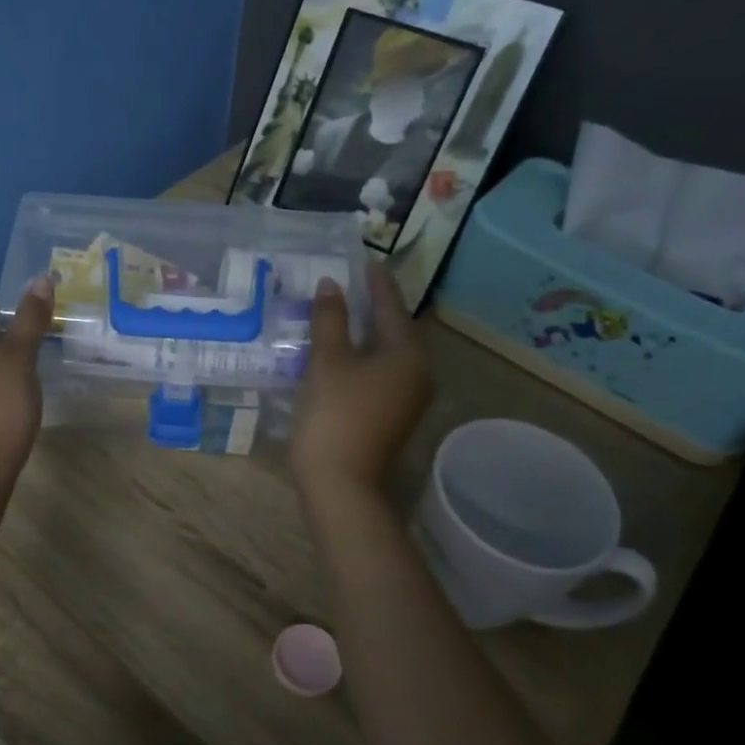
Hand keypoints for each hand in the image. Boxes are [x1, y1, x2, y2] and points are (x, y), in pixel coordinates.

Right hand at [291, 264, 433, 491]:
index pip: (392, 307)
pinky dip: (364, 356)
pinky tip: (343, 352)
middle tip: (353, 284)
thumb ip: (330, 320)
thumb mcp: (327, 362)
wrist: (340, 483)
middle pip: (395, 330)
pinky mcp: (392, 416)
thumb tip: (331, 285)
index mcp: (407, 355)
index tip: (368, 261)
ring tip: (345, 313)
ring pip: (388, 354)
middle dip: (375, 307)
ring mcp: (407, 398)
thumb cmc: (335, 415)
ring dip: (367, 333)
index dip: (377, 283)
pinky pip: (381, 373)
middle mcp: (417, 373)